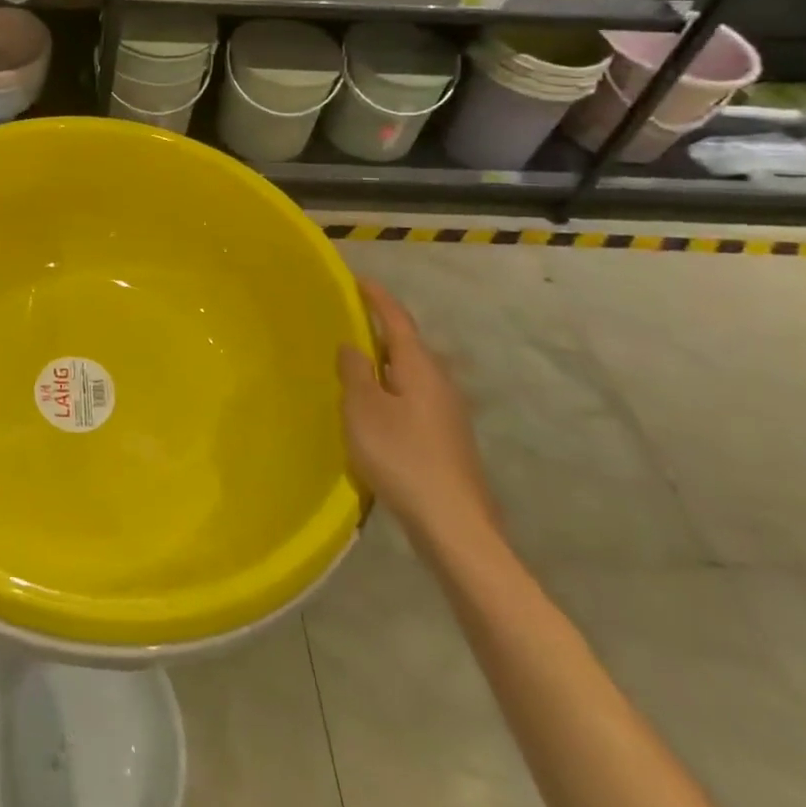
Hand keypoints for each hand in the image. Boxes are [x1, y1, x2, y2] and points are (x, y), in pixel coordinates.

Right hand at [339, 278, 499, 550]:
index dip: (377, 298)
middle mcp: (441, 383)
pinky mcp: (448, 439)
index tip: (358, 280)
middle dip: (381, 330)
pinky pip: (415, 398)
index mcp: (420, 368)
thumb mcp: (364, 409)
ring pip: (413, 374)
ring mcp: (449, 413)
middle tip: (350, 322)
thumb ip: (355, 372)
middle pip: (409, 345)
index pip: (397, 320)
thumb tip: (354, 345)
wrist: (455, 526)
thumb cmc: (402, 457)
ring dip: (387, 363)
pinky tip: (377, 409)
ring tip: (357, 364)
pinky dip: (393, 390)